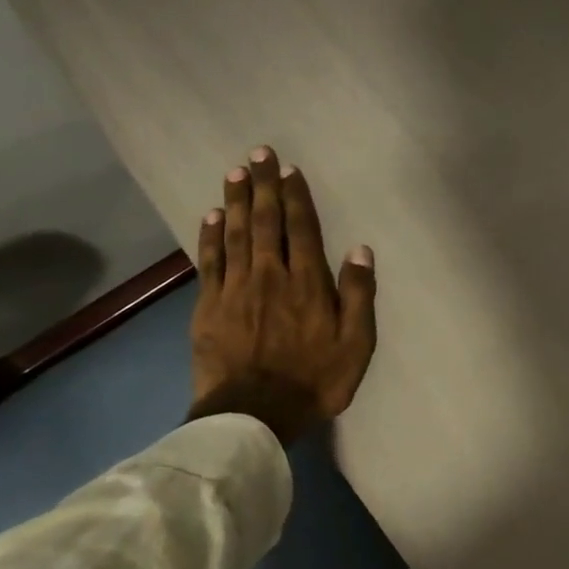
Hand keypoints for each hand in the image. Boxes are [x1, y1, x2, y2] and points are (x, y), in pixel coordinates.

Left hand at [187, 145, 376, 445]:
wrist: (253, 414)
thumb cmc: (315, 381)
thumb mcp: (356, 344)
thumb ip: (358, 295)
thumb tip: (360, 249)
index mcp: (307, 283)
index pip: (301, 229)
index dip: (297, 197)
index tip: (290, 170)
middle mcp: (270, 275)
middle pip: (266, 222)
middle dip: (264, 186)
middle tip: (258, 154)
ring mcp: (235, 289)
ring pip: (236, 234)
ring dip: (237, 200)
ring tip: (235, 171)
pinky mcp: (208, 306)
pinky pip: (210, 261)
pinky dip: (211, 235)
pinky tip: (212, 215)